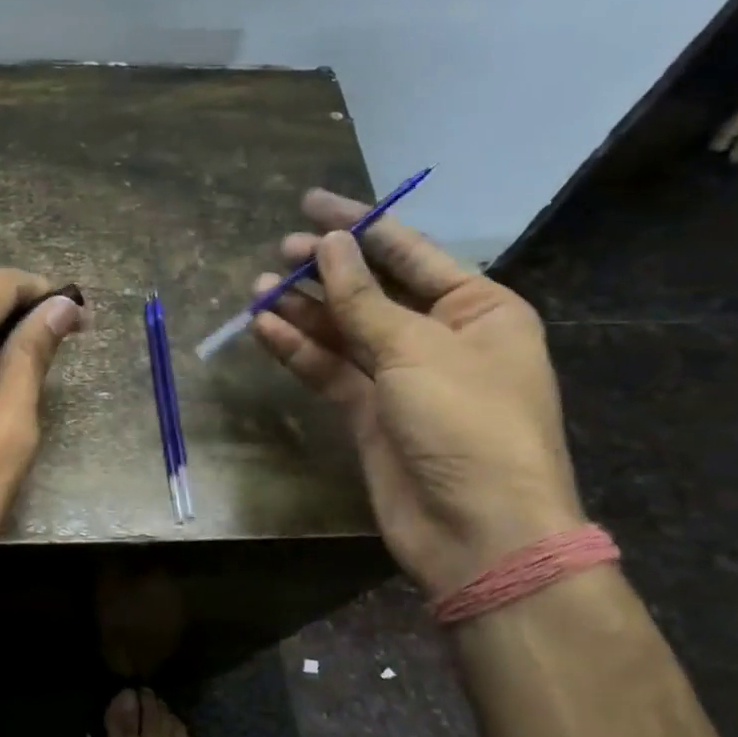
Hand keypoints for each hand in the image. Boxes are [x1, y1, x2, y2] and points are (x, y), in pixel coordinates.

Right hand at [251, 189, 583, 597]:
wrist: (478, 532)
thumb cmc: (468, 424)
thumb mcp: (417, 350)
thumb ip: (364, 299)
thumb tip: (329, 244)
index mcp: (479, 310)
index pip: (410, 253)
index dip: (360, 226)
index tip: (310, 204)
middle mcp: (441, 338)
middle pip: (372, 291)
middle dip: (326, 271)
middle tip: (277, 253)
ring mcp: (403, 378)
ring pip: (345, 331)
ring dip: (304, 310)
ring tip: (258, 290)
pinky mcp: (370, 414)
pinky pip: (330, 370)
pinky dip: (299, 350)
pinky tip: (264, 328)